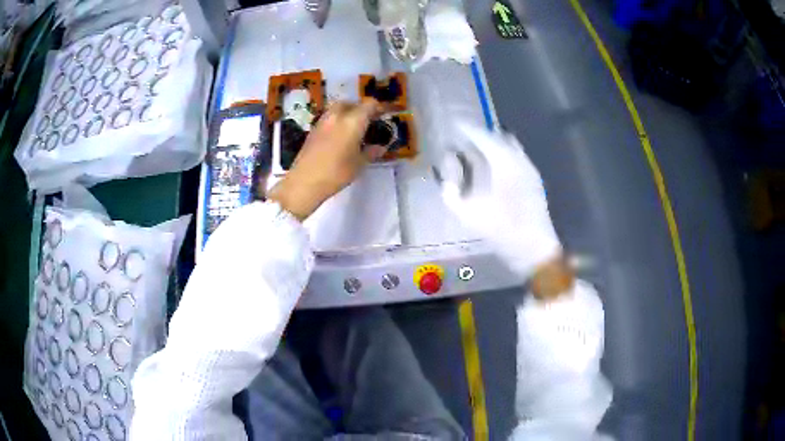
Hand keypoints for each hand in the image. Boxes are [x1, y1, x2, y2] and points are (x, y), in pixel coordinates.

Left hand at [268, 100, 383, 220]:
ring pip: (337, 109)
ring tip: (353, 129)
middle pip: (351, 103)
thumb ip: (371, 152)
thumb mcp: (359, 164)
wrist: (304, 182)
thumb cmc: (336, 173)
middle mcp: (337, 116)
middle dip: (360, 109)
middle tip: (367, 121)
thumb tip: (380, 147)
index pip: (369, 105)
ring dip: (347, 114)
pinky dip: (336, 122)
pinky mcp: (313, 130)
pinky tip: (339, 137)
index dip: (378, 108)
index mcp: (353, 121)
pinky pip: (328, 119)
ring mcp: (322, 121)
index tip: (383, 116)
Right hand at [438, 122, 570, 298]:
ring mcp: (530, 169)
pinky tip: (494, 169)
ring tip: (477, 153)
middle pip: (498, 137)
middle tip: (464, 140)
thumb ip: (451, 193)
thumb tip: (447, 178)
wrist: (534, 248)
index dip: (467, 129)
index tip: (454, 124)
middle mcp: (519, 160)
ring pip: (510, 147)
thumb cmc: (501, 230)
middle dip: (481, 135)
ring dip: (494, 145)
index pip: (483, 136)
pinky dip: (503, 156)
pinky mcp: (535, 181)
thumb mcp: (467, 214)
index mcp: (504, 163)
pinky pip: (517, 158)